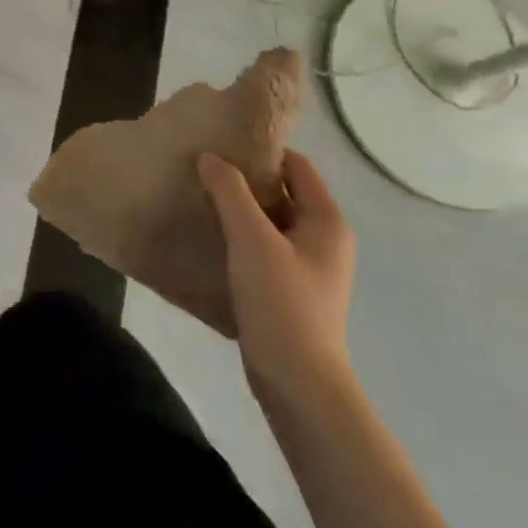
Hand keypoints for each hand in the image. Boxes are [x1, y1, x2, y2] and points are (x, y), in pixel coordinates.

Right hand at [198, 149, 355, 402]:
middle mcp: (324, 239)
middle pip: (283, 192)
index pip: (297, 166)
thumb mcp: (252, 239)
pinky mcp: (291, 290)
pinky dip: (241, 237)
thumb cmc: (282, 302)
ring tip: (200, 196)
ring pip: (271, 222)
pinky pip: (264, 248)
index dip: (263, 150)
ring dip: (240, 209)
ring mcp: (309, 268)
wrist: (299, 384)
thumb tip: (209, 156)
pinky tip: (210, 236)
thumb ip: (229, 192)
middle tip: (204, 166)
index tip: (222, 142)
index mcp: (327, 221)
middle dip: (245, 179)